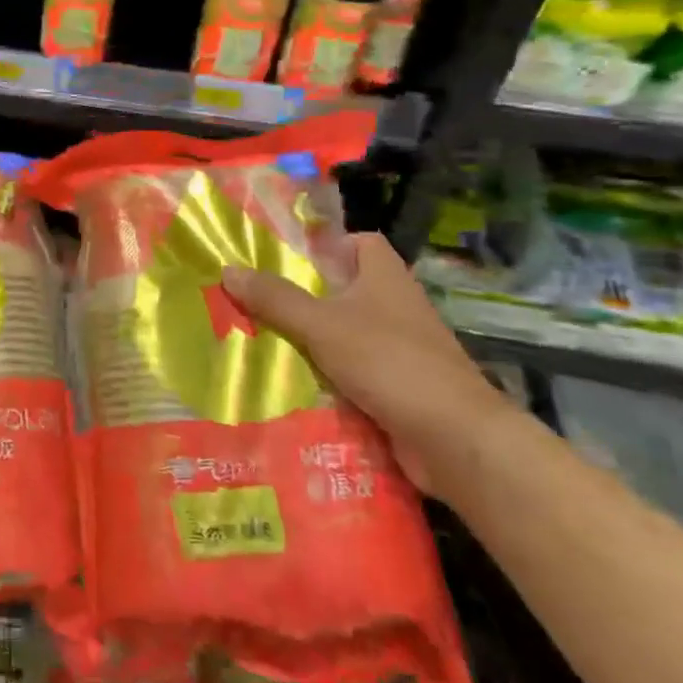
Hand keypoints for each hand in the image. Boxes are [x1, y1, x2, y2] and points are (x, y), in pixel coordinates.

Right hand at [221, 233, 511, 497]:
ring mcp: (400, 350)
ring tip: (260, 340)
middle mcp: (396, 307)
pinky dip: (327, 376)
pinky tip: (291, 383)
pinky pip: (353, 372)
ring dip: (311, 340)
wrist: (454, 439)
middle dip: (304, 296)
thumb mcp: (321, 324)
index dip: (328, 244)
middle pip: (345, 289)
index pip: (361, 243)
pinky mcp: (398, 387)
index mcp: (385, 278)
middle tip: (256, 300)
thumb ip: (275, 298)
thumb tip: (227, 269)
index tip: (287, 258)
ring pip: (345, 334)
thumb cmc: (389, 362)